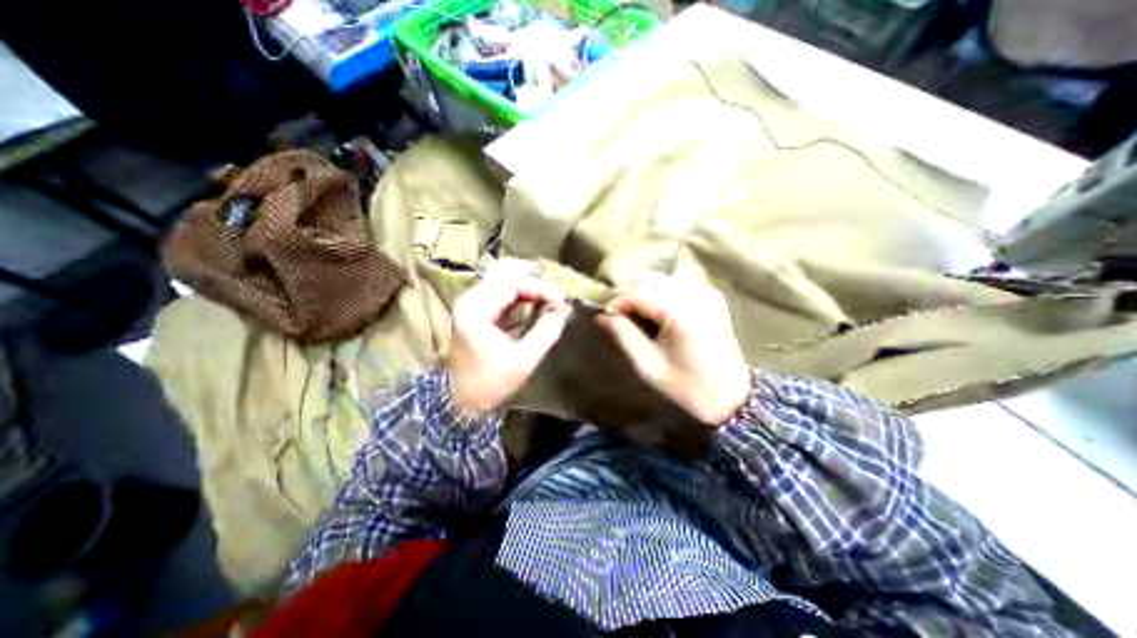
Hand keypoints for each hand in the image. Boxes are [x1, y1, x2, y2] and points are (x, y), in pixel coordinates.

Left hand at [444, 274, 568, 418]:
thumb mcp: (524, 359)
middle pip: (506, 277)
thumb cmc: (491, 384)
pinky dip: (521, 298)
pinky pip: (501, 295)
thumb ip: (547, 330)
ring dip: (528, 289)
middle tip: (557, 297)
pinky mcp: (476, 313)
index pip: (512, 283)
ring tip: (551, 300)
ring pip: (503, 283)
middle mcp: (470, 300)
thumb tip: (564, 308)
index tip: (562, 301)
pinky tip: (537, 306)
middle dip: (535, 284)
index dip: (540, 288)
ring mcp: (471, 305)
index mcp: (476, 309)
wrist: (460, 403)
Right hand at [597, 273, 752, 425]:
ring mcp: (707, 294)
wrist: (733, 400)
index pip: (637, 293)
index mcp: (680, 313)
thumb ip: (623, 335)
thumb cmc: (688, 388)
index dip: (617, 302)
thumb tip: (602, 315)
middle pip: (651, 281)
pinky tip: (657, 314)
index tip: (606, 316)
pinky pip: (678, 287)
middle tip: (619, 315)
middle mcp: (696, 295)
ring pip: (664, 281)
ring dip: (645, 294)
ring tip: (635, 316)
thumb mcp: (648, 365)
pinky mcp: (713, 298)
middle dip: (630, 295)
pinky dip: (662, 295)